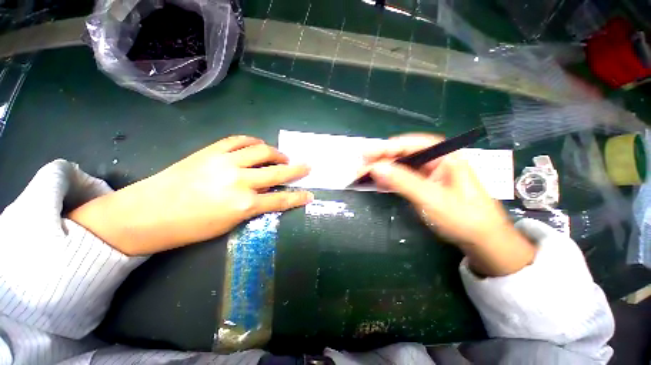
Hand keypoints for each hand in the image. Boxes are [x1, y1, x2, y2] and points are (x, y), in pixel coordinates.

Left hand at [69, 136, 312, 255]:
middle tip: (307, 166)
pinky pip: (239, 140)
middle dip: (297, 170)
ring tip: (282, 157)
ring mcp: (225, 161)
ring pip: (262, 151)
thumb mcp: (229, 223)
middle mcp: (239, 180)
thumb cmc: (190, 227)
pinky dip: (254, 141)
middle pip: (278, 172)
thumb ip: (253, 206)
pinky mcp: (212, 150)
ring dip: (277, 153)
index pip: (281, 199)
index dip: (298, 197)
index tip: (309, 195)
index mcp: (243, 204)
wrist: (149, 213)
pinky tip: (259, 145)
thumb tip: (268, 192)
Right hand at [364, 134, 534, 275]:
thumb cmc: (463, 217)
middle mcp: (436, 160)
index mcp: (445, 156)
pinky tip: (379, 182)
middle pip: (404, 153)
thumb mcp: (431, 199)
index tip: (367, 153)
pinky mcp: (424, 185)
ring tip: (365, 173)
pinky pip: (403, 177)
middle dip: (382, 159)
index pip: (412, 144)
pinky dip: (389, 179)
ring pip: (402, 165)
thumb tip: (376, 168)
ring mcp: (430, 173)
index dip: (388, 147)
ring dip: (383, 169)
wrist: (482, 240)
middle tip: (362, 165)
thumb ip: (403, 182)